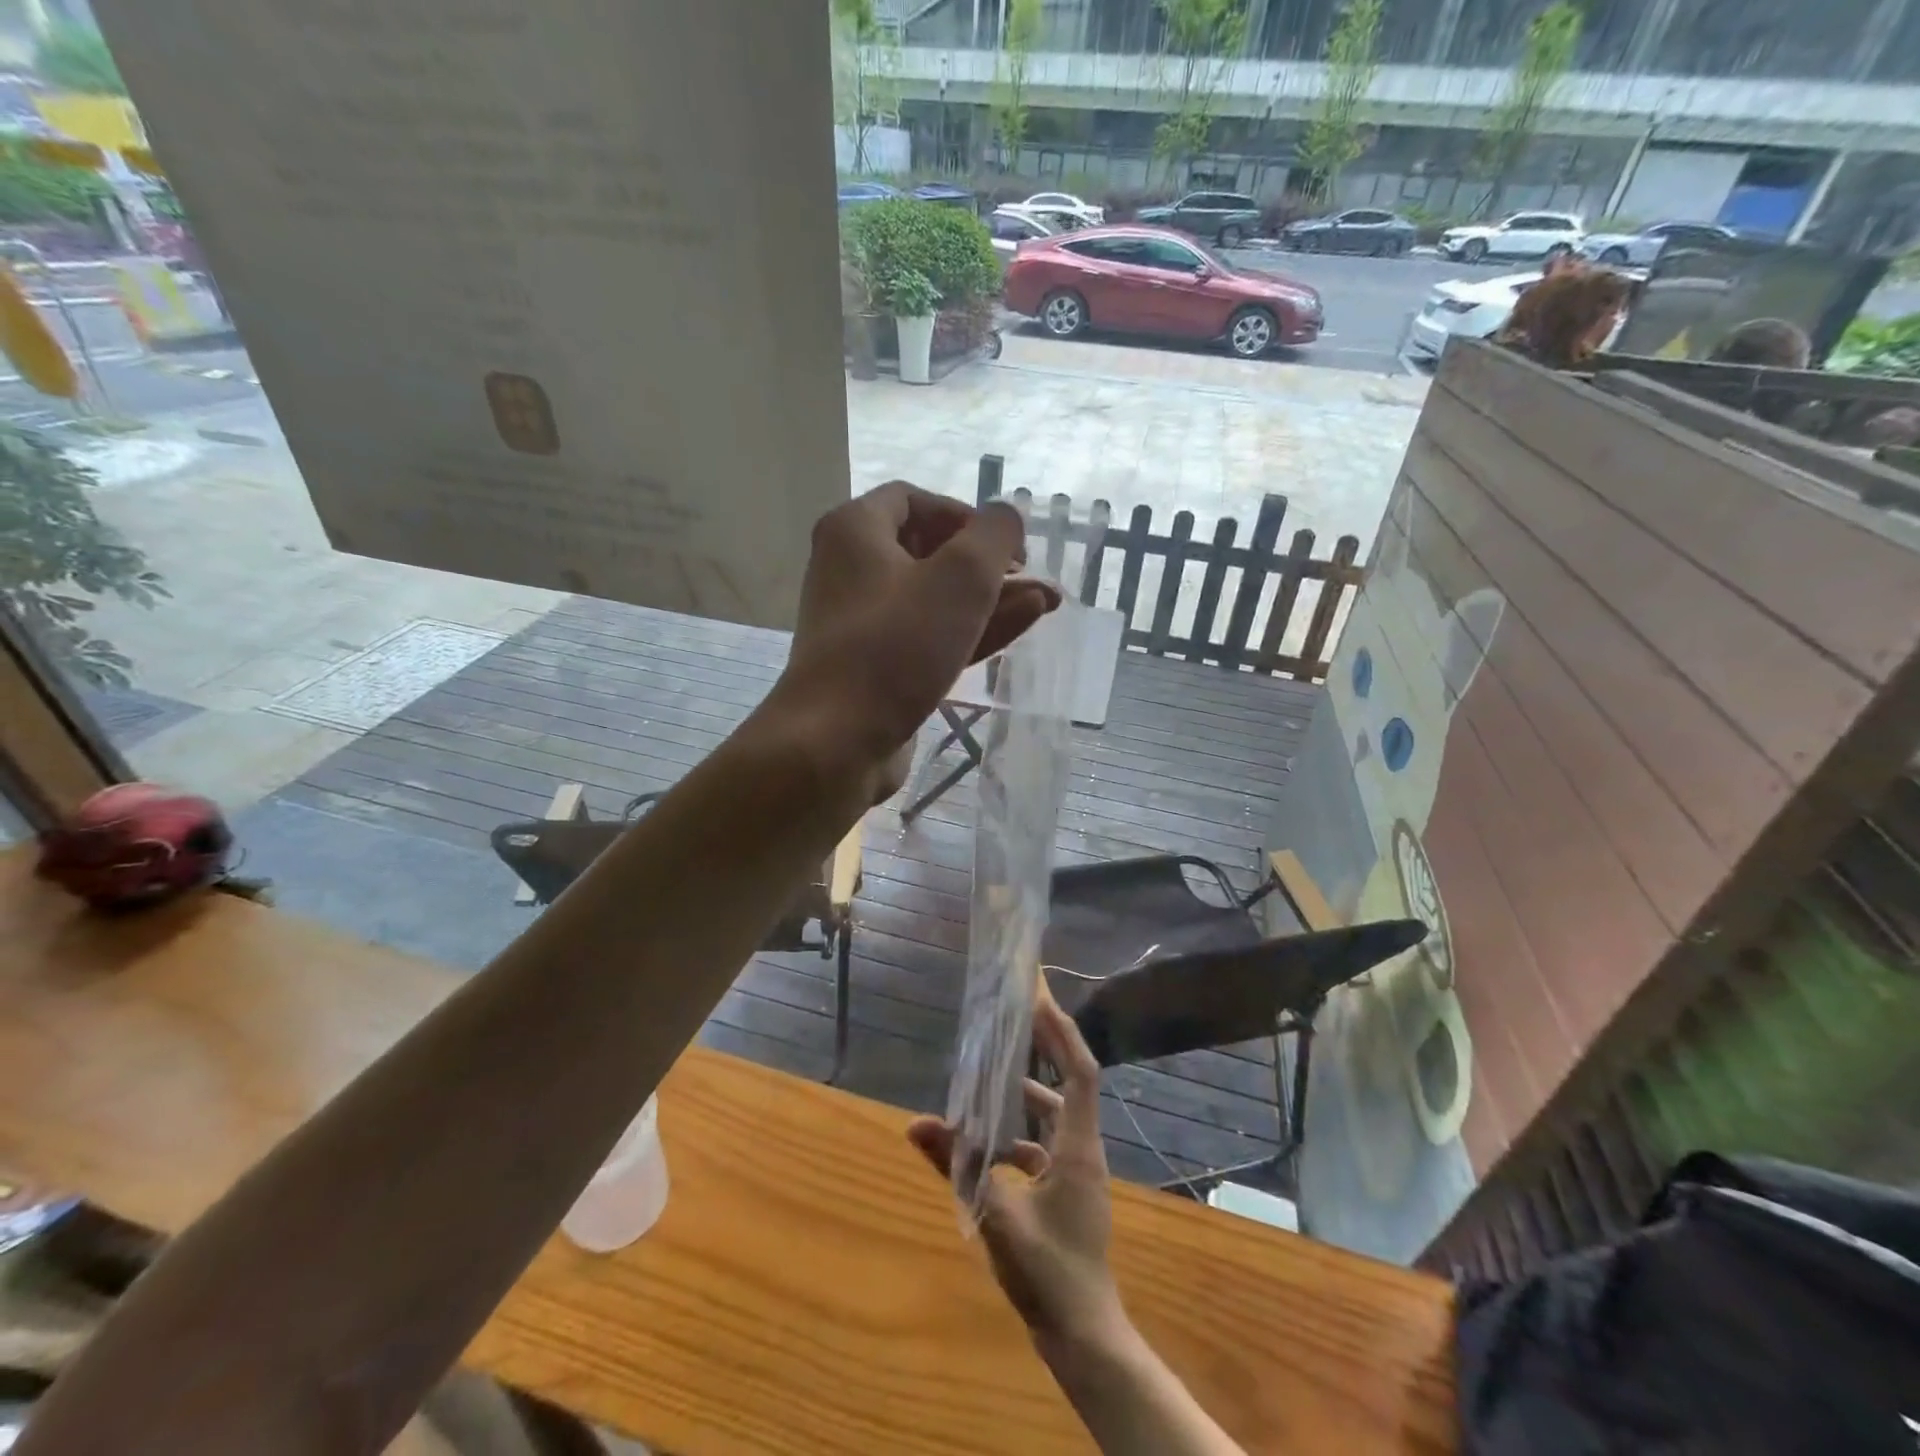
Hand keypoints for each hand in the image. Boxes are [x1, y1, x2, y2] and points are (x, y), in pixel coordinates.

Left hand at [771, 482, 1057, 800]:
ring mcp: (862, 624)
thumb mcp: (961, 576)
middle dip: (988, 564)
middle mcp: (850, 570)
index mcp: (856, 531)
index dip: (966, 515)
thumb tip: (1006, 515)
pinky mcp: (875, 669)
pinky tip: (1018, 626)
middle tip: (1034, 578)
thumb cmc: (897, 645)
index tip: (1006, 544)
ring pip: (934, 600)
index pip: (914, 500)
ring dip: (990, 599)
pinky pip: (927, 637)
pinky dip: (969, 630)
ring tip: (1046, 602)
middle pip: (928, 552)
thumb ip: (994, 534)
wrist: (838, 740)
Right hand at [907, 987, 1126, 1356]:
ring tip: (994, 1072)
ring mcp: (1077, 1171)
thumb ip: (958, 1169)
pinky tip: (988, 1144)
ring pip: (1056, 1114)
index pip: (1080, 1072)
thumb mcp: (997, 1219)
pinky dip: (1020, 1132)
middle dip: (1047, 1047)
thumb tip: (917, 1125)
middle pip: (1071, 1082)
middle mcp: (1083, 1150)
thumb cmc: (1051, 1275)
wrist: (1085, 1337)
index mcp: (1077, 1148)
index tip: (1039, 1001)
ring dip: (1029, 1091)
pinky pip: (1045, 1144)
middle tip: (1018, 1015)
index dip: (1062, 1034)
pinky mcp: (1067, 1190)